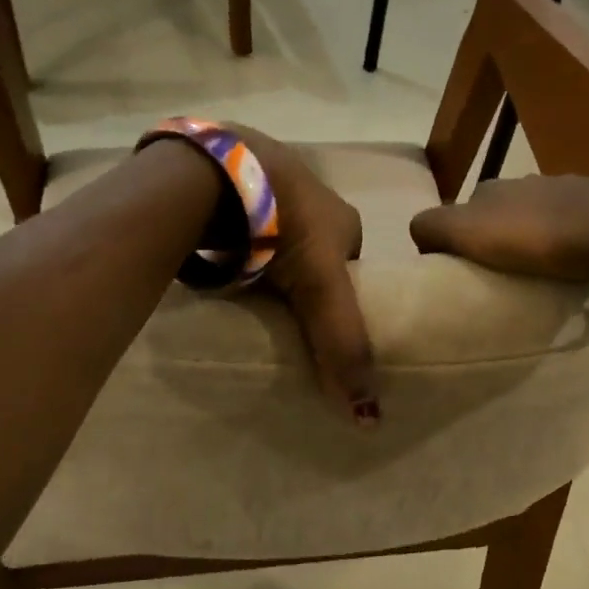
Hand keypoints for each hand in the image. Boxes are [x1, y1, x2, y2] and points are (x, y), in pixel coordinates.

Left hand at [232, 125, 378, 424]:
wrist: (219, 172)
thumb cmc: (284, 226)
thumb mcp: (321, 287)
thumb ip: (342, 343)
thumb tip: (369, 416)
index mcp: (343, 218)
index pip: (351, 268)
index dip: (339, 298)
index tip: (317, 326)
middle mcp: (312, 196)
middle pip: (312, 252)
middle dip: (300, 279)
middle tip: (278, 314)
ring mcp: (269, 186)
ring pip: (275, 235)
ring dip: (265, 259)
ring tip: (245, 293)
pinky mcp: (230, 185)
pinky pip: (241, 223)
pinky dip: (236, 242)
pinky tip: (220, 262)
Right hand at [409, 175, 588, 279]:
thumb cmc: (537, 234)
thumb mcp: (467, 232)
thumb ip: (432, 228)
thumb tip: (420, 237)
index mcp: (490, 188)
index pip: (458, 213)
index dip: (456, 240)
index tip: (465, 271)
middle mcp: (526, 182)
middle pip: (498, 213)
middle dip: (496, 239)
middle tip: (501, 275)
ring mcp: (567, 190)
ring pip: (536, 216)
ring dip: (533, 239)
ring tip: (538, 273)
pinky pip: (572, 224)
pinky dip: (566, 240)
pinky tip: (572, 261)